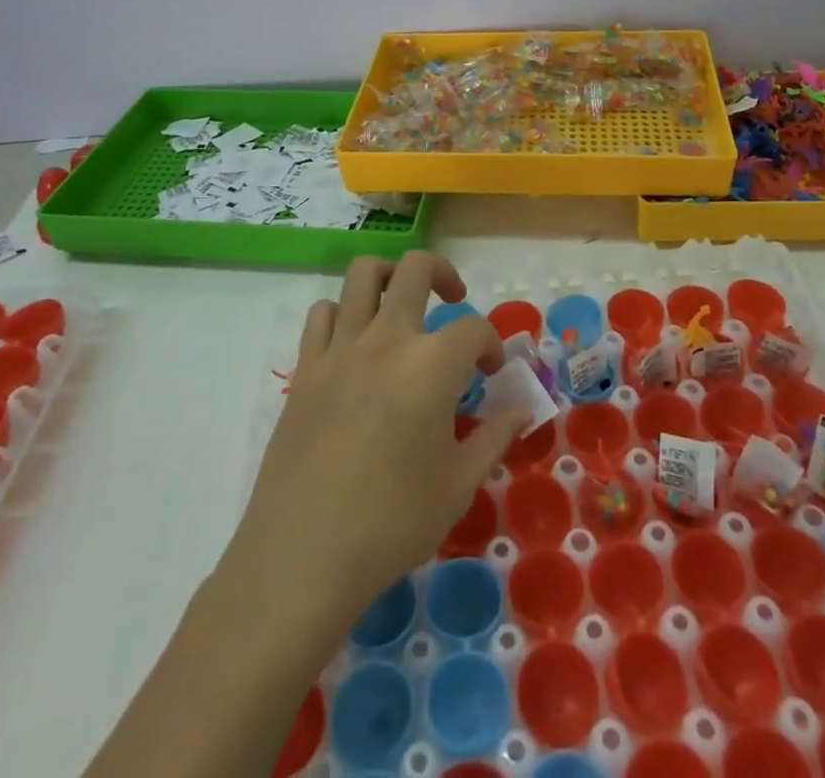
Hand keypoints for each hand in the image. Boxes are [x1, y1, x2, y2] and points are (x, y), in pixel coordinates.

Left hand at [231, 253, 527, 624]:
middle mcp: (387, 339)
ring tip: (401, 304)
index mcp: (431, 365)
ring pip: (362, 274)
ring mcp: (340, 348)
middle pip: (415, 269)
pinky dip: (342, 314)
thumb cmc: (392, 523)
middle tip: (453, 300)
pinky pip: (322, 314)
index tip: (491, 373)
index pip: (474, 329)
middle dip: (443, 273)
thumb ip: (494, 437)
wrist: (303, 555)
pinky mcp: (306, 368)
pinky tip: (354, 344)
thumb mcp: (459, 485)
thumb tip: (521, 409)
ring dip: (389, 276)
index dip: (492, 344)